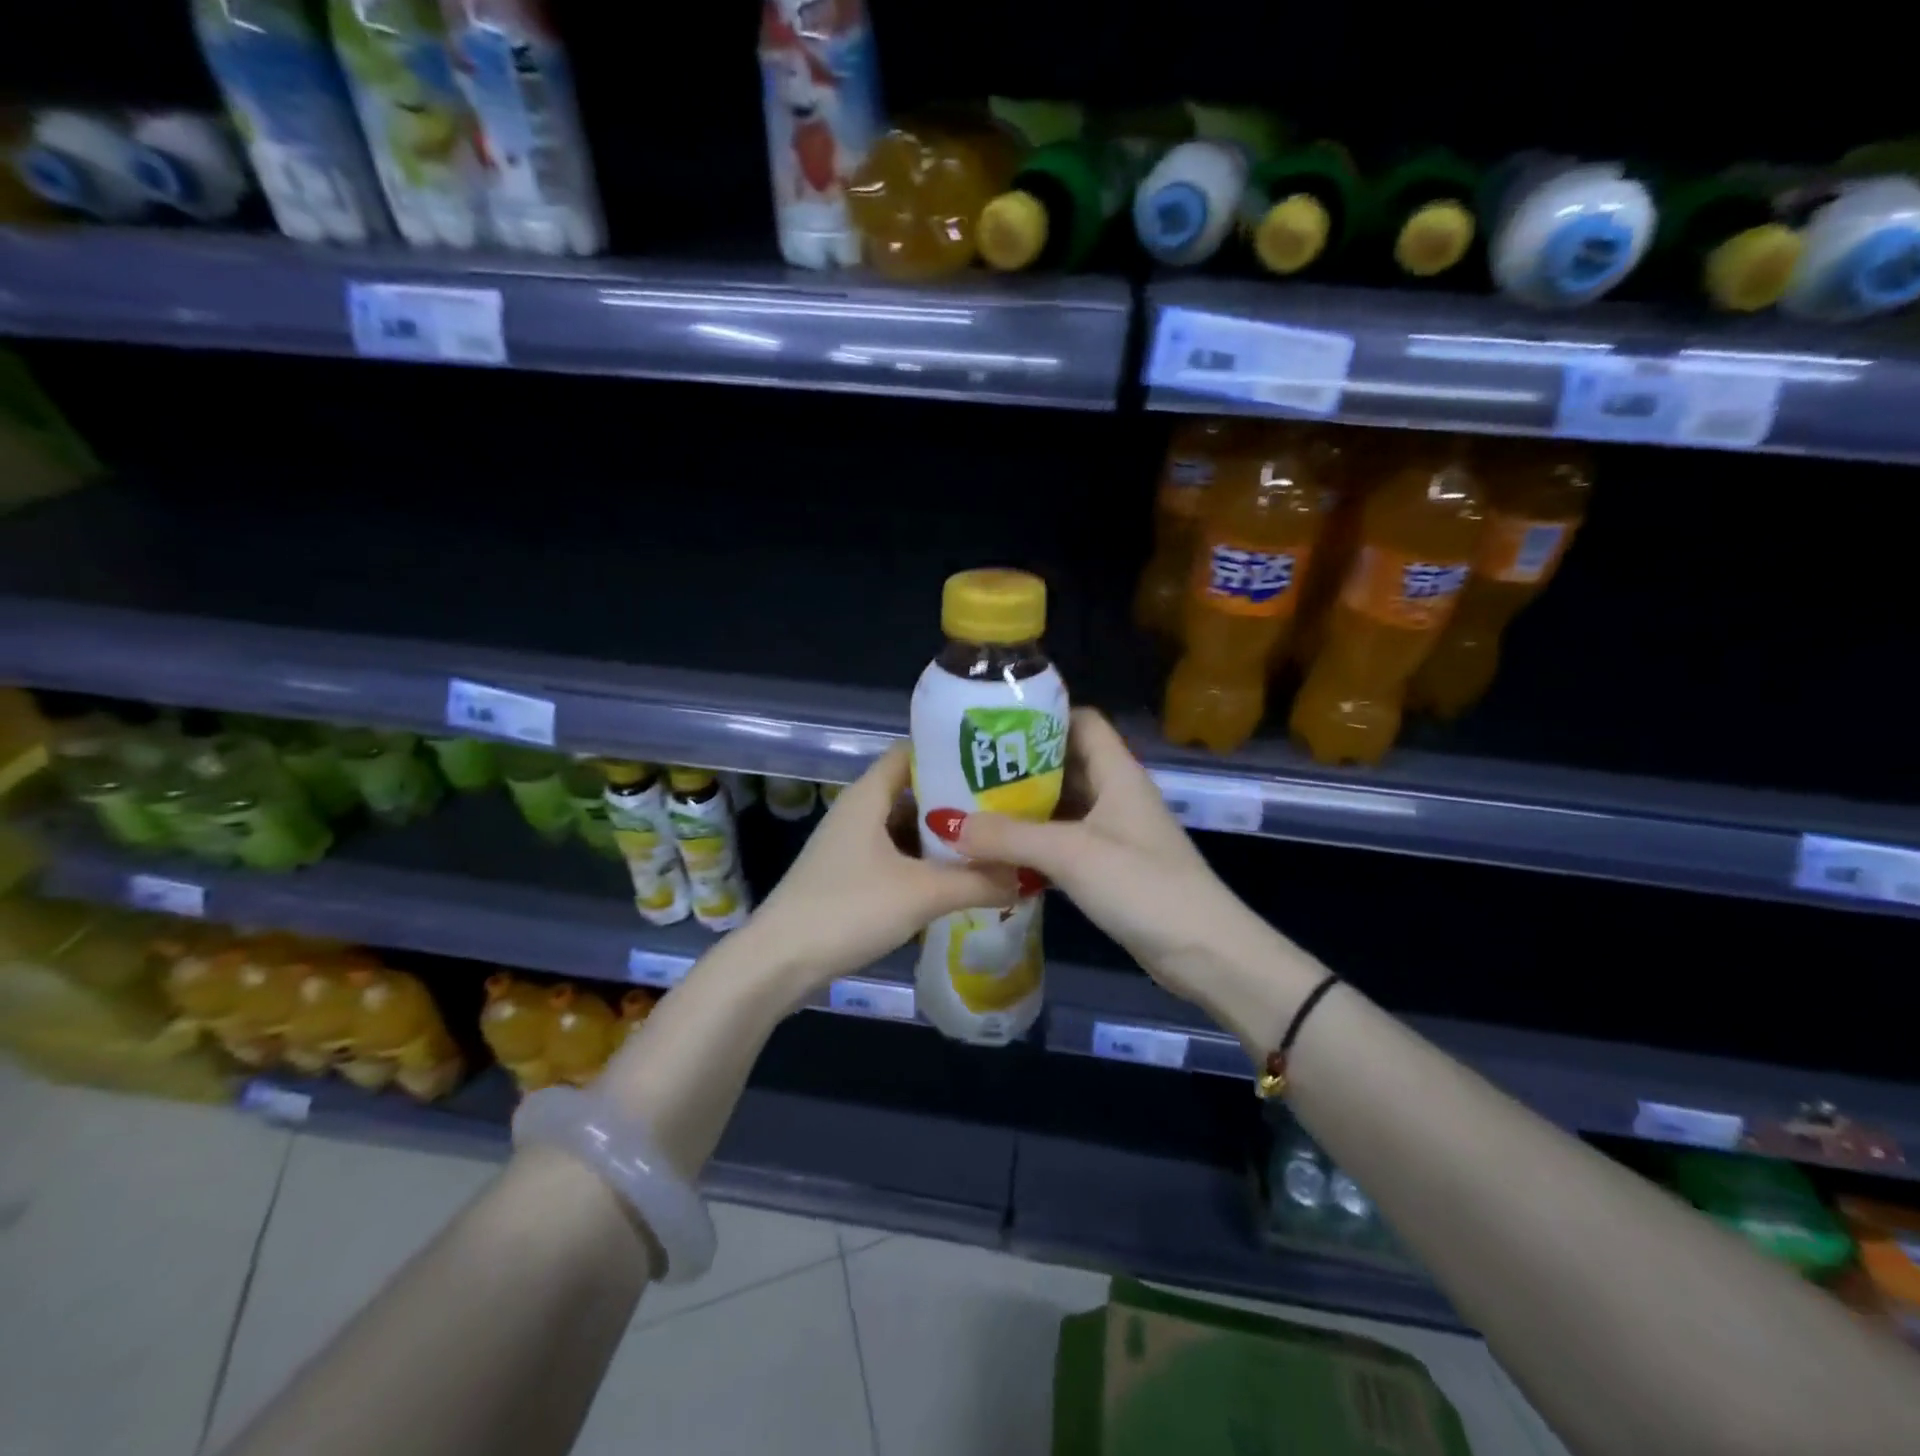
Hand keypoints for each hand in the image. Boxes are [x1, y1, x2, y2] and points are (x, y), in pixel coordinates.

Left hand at [742, 744, 1019, 994]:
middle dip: (956, 800)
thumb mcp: (922, 893)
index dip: (950, 753)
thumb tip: (1024, 875)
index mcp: (868, 796)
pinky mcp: (848, 876)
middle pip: (912, 791)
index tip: (993, 763)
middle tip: (1003, 808)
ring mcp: (851, 845)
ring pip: (904, 828)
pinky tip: (955, 878)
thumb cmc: (848, 910)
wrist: (778, 963)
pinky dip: (923, 863)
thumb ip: (977, 882)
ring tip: (989, 842)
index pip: (911, 752)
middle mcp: (858, 812)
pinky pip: (894, 856)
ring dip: (941, 836)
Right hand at [952, 710, 1306, 1026]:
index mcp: (1117, 772)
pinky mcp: (1110, 867)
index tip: (992, 727)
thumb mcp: (1071, 854)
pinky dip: (1034, 843)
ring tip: (972, 809)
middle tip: (966, 771)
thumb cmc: (1143, 886)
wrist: (1204, 952)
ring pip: (1062, 806)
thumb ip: (1010, 837)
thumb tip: (949, 824)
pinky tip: (1000, 853)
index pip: (1080, 721)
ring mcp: (1114, 832)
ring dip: (1023, 808)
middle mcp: (1115, 794)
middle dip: (1018, 767)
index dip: (1041, 717)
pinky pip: (1064, 842)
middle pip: (1064, 763)